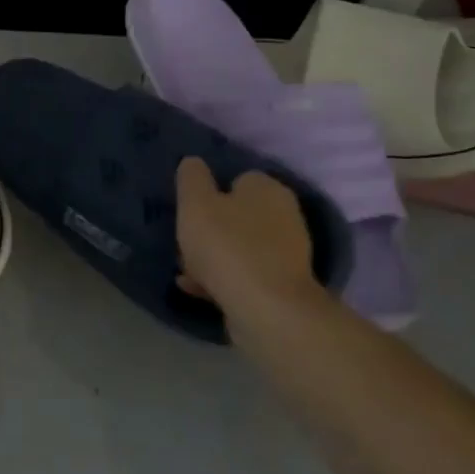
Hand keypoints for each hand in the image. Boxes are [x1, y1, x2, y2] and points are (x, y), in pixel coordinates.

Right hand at [175, 156, 319, 340]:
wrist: (267, 310)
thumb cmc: (228, 246)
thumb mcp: (196, 203)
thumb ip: (191, 177)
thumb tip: (193, 163)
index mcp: (268, 189)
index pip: (238, 178)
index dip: (211, 193)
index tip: (190, 210)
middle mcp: (285, 216)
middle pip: (238, 215)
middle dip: (211, 229)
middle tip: (186, 242)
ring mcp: (288, 254)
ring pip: (240, 247)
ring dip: (214, 257)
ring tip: (186, 270)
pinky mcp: (283, 287)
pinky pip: (245, 275)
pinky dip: (223, 279)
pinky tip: (198, 289)